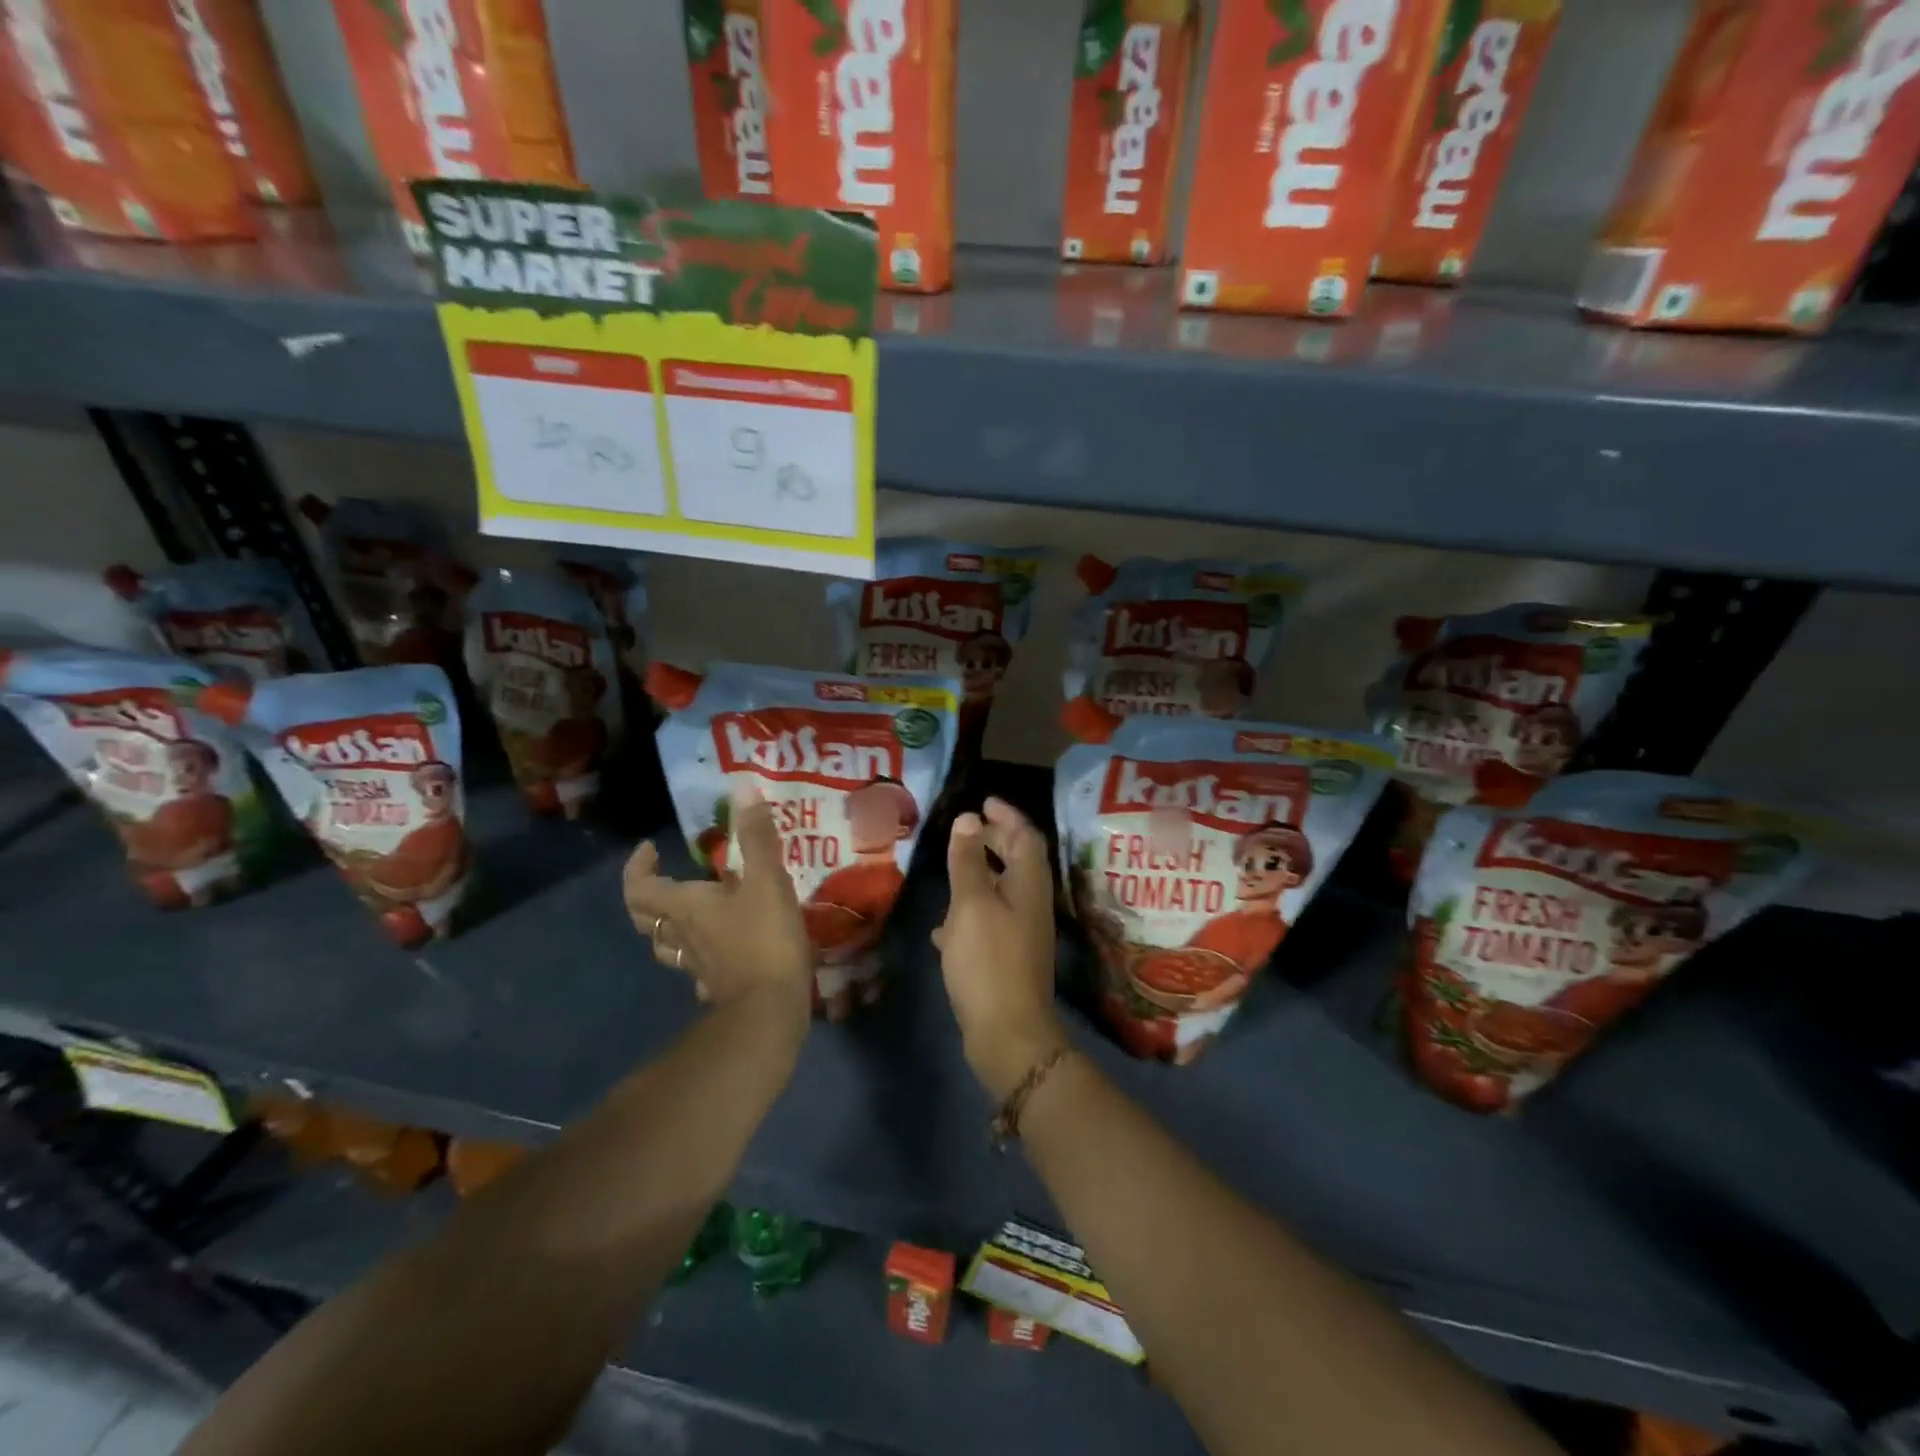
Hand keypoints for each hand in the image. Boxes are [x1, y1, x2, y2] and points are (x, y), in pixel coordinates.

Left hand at [624, 781, 811, 1026]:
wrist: (770, 1010)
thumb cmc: (764, 940)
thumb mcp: (767, 880)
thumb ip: (756, 836)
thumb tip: (742, 788)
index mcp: (685, 907)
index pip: (639, 888)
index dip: (637, 867)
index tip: (650, 847)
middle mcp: (681, 936)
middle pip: (646, 917)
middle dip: (648, 894)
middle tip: (666, 876)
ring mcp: (696, 966)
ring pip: (667, 945)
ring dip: (669, 925)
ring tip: (691, 909)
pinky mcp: (717, 986)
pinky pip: (695, 967)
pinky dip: (698, 954)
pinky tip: (718, 951)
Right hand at [934, 798, 1067, 1099]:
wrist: (1008, 1033)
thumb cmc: (988, 959)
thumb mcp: (971, 903)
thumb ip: (968, 861)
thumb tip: (968, 818)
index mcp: (1029, 884)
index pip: (1026, 836)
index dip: (1007, 816)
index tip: (984, 802)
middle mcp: (1032, 904)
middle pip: (1018, 861)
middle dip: (995, 841)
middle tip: (967, 828)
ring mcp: (1022, 934)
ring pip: (1002, 892)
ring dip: (980, 876)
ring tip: (951, 870)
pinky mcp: (1008, 959)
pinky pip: (990, 923)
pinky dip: (970, 913)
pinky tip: (944, 928)